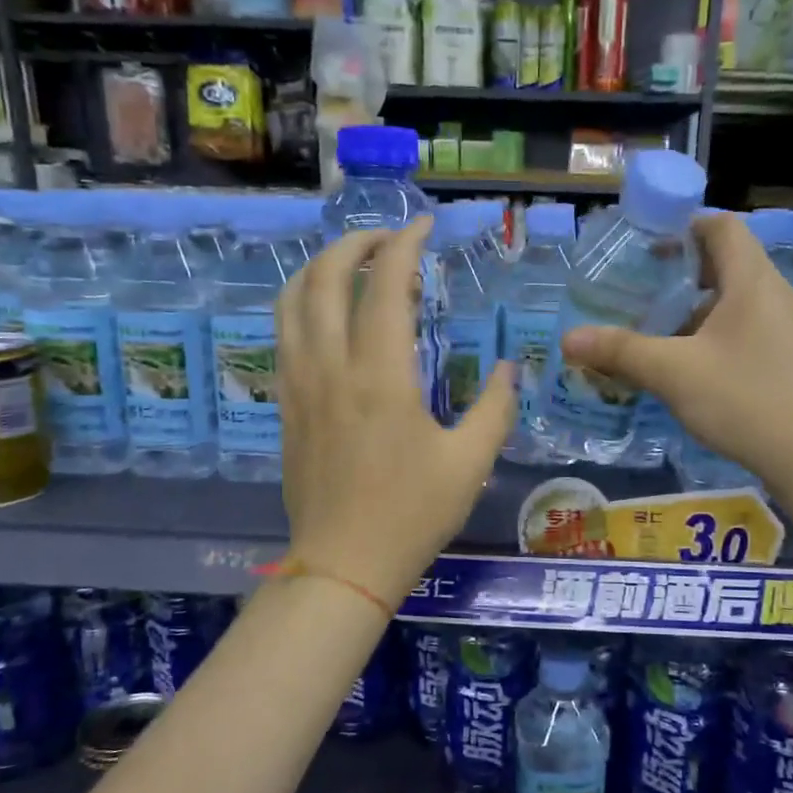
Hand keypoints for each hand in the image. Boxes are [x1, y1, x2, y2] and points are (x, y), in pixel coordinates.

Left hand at [276, 218, 516, 604]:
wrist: (341, 565)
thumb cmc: (410, 515)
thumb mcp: (469, 463)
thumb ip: (495, 408)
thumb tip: (510, 370)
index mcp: (380, 375)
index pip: (383, 283)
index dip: (404, 243)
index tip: (424, 226)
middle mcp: (330, 366)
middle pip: (323, 276)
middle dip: (355, 243)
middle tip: (389, 241)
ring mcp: (299, 383)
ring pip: (291, 300)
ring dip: (319, 268)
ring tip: (352, 267)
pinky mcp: (285, 404)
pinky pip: (282, 334)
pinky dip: (302, 304)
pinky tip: (327, 315)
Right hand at [559, 213, 792, 484]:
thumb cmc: (742, 397)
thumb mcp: (672, 372)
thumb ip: (620, 351)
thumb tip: (568, 340)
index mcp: (751, 280)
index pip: (721, 226)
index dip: (684, 226)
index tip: (647, 245)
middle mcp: (773, 294)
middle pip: (727, 261)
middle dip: (682, 270)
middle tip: (641, 287)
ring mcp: (784, 327)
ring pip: (734, 298)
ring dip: (695, 306)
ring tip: (657, 326)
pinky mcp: (785, 356)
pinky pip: (744, 326)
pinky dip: (713, 331)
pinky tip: (687, 362)